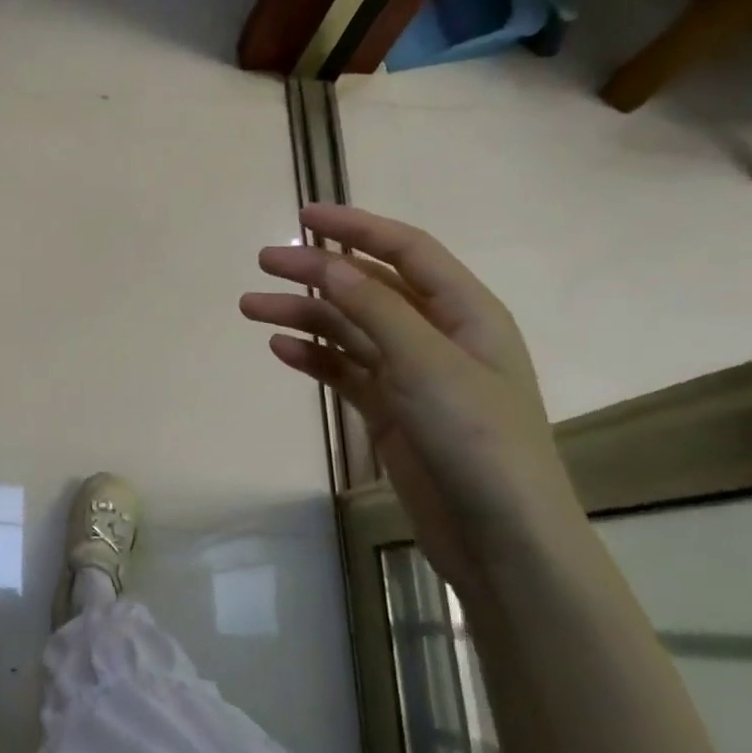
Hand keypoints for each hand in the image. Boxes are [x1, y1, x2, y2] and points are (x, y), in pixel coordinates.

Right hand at [240, 205, 579, 591]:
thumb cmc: (477, 438)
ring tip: (250, 309)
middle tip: (263, 263)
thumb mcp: (426, 363)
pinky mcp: (391, 411)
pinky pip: (345, 371)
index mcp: (465, 312)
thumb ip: (376, 309)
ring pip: (349, 330)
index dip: (356, 227)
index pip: (406, 250)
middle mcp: (438, 335)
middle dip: (316, 272)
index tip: (305, 216)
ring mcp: (412, 375)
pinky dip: (314, 358)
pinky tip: (280, 350)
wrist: (500, 536)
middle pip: (368, 288)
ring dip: (303, 316)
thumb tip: (326, 265)